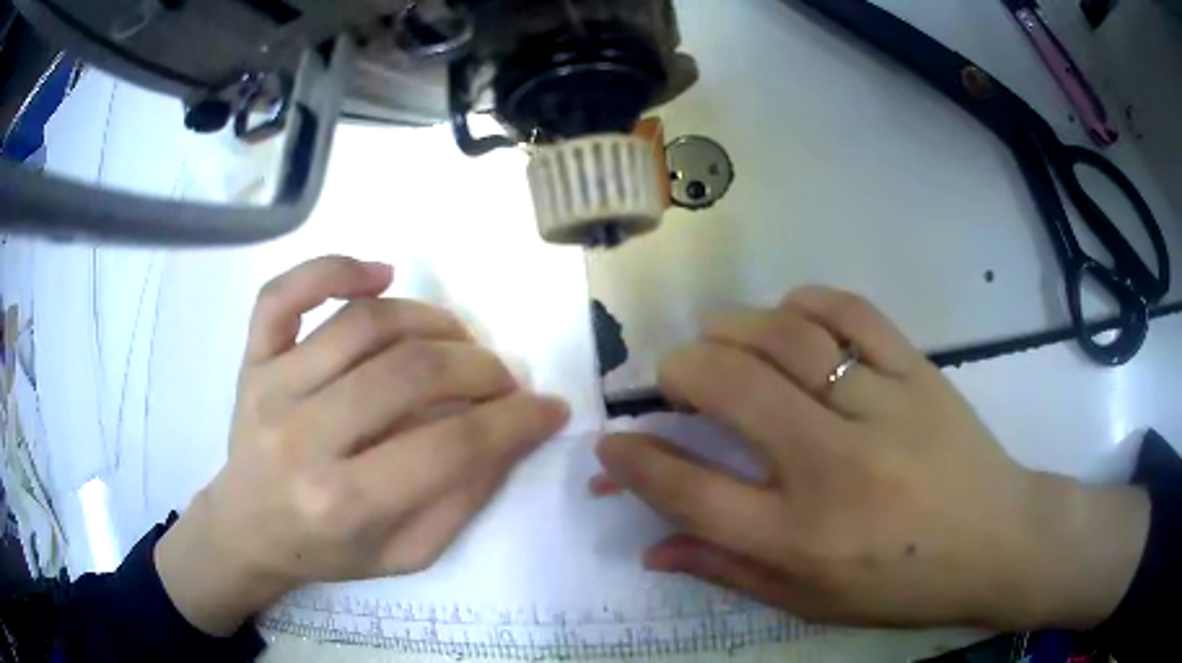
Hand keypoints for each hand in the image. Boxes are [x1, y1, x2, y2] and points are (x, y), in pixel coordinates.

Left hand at [155, 256, 568, 635]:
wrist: (249, 529)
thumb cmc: (327, 551)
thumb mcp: (407, 554)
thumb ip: (463, 498)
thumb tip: (513, 433)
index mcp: (343, 502)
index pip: (449, 447)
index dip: (514, 421)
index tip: (548, 408)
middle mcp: (302, 438)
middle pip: (411, 373)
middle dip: (480, 369)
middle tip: (502, 379)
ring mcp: (271, 387)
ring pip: (365, 323)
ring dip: (431, 320)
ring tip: (457, 339)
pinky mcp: (252, 358)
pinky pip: (286, 293)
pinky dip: (334, 268)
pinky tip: (379, 273)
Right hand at [595, 287, 1148, 629]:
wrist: (999, 541)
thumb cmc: (904, 584)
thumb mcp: (812, 602)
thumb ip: (727, 572)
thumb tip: (652, 549)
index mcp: (803, 539)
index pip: (692, 492)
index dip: (637, 462)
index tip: (611, 442)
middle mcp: (835, 469)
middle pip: (730, 391)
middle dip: (677, 372)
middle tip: (670, 377)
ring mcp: (882, 408)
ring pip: (785, 338)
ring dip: (733, 328)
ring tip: (718, 338)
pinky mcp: (918, 371)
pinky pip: (851, 312)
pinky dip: (806, 302)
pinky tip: (789, 314)